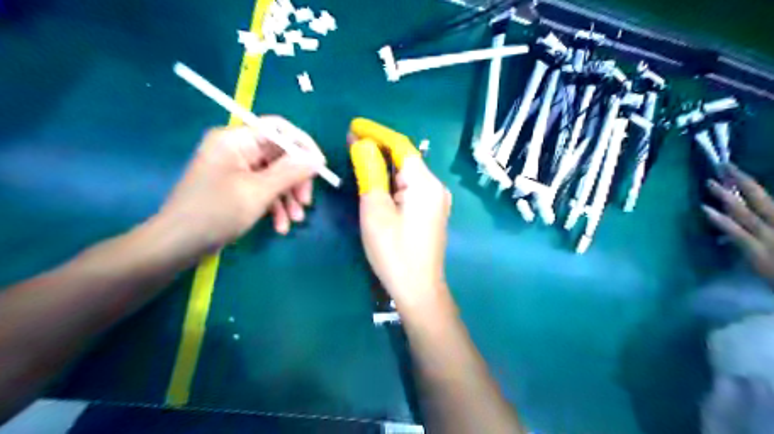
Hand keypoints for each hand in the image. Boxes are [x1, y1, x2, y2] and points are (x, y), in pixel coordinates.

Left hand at [156, 117, 324, 254]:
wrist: (177, 245)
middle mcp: (237, 149)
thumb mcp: (258, 192)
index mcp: (236, 140)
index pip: (279, 130)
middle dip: (296, 180)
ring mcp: (236, 170)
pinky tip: (280, 226)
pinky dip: (275, 206)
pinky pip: (264, 189)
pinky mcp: (237, 188)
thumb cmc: (215, 213)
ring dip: (288, 197)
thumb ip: (290, 172)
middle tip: (306, 202)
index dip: (303, 146)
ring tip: (295, 220)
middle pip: (280, 155)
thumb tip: (316, 159)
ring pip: (275, 175)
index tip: (320, 168)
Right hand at [348, 136, 451, 308]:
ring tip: (360, 156)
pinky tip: (379, 180)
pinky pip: (412, 187)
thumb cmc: (394, 252)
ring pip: (408, 174)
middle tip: (352, 141)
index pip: (401, 146)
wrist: (419, 289)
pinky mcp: (433, 213)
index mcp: (425, 183)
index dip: (377, 132)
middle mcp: (436, 187)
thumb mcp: (375, 210)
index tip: (354, 125)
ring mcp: (437, 201)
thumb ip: (371, 173)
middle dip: (379, 148)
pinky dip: (394, 180)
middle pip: (406, 159)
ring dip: (385, 164)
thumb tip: (363, 146)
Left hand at [706, 163, 773, 284]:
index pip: (766, 199)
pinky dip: (722, 220)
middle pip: (760, 198)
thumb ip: (760, 232)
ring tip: (709, 182)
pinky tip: (705, 209)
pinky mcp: (759, 254)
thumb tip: (741, 225)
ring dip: (727, 196)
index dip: (749, 184)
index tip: (733, 171)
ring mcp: (771, 239)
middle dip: (741, 180)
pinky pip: (738, 234)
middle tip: (723, 164)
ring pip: (745, 212)